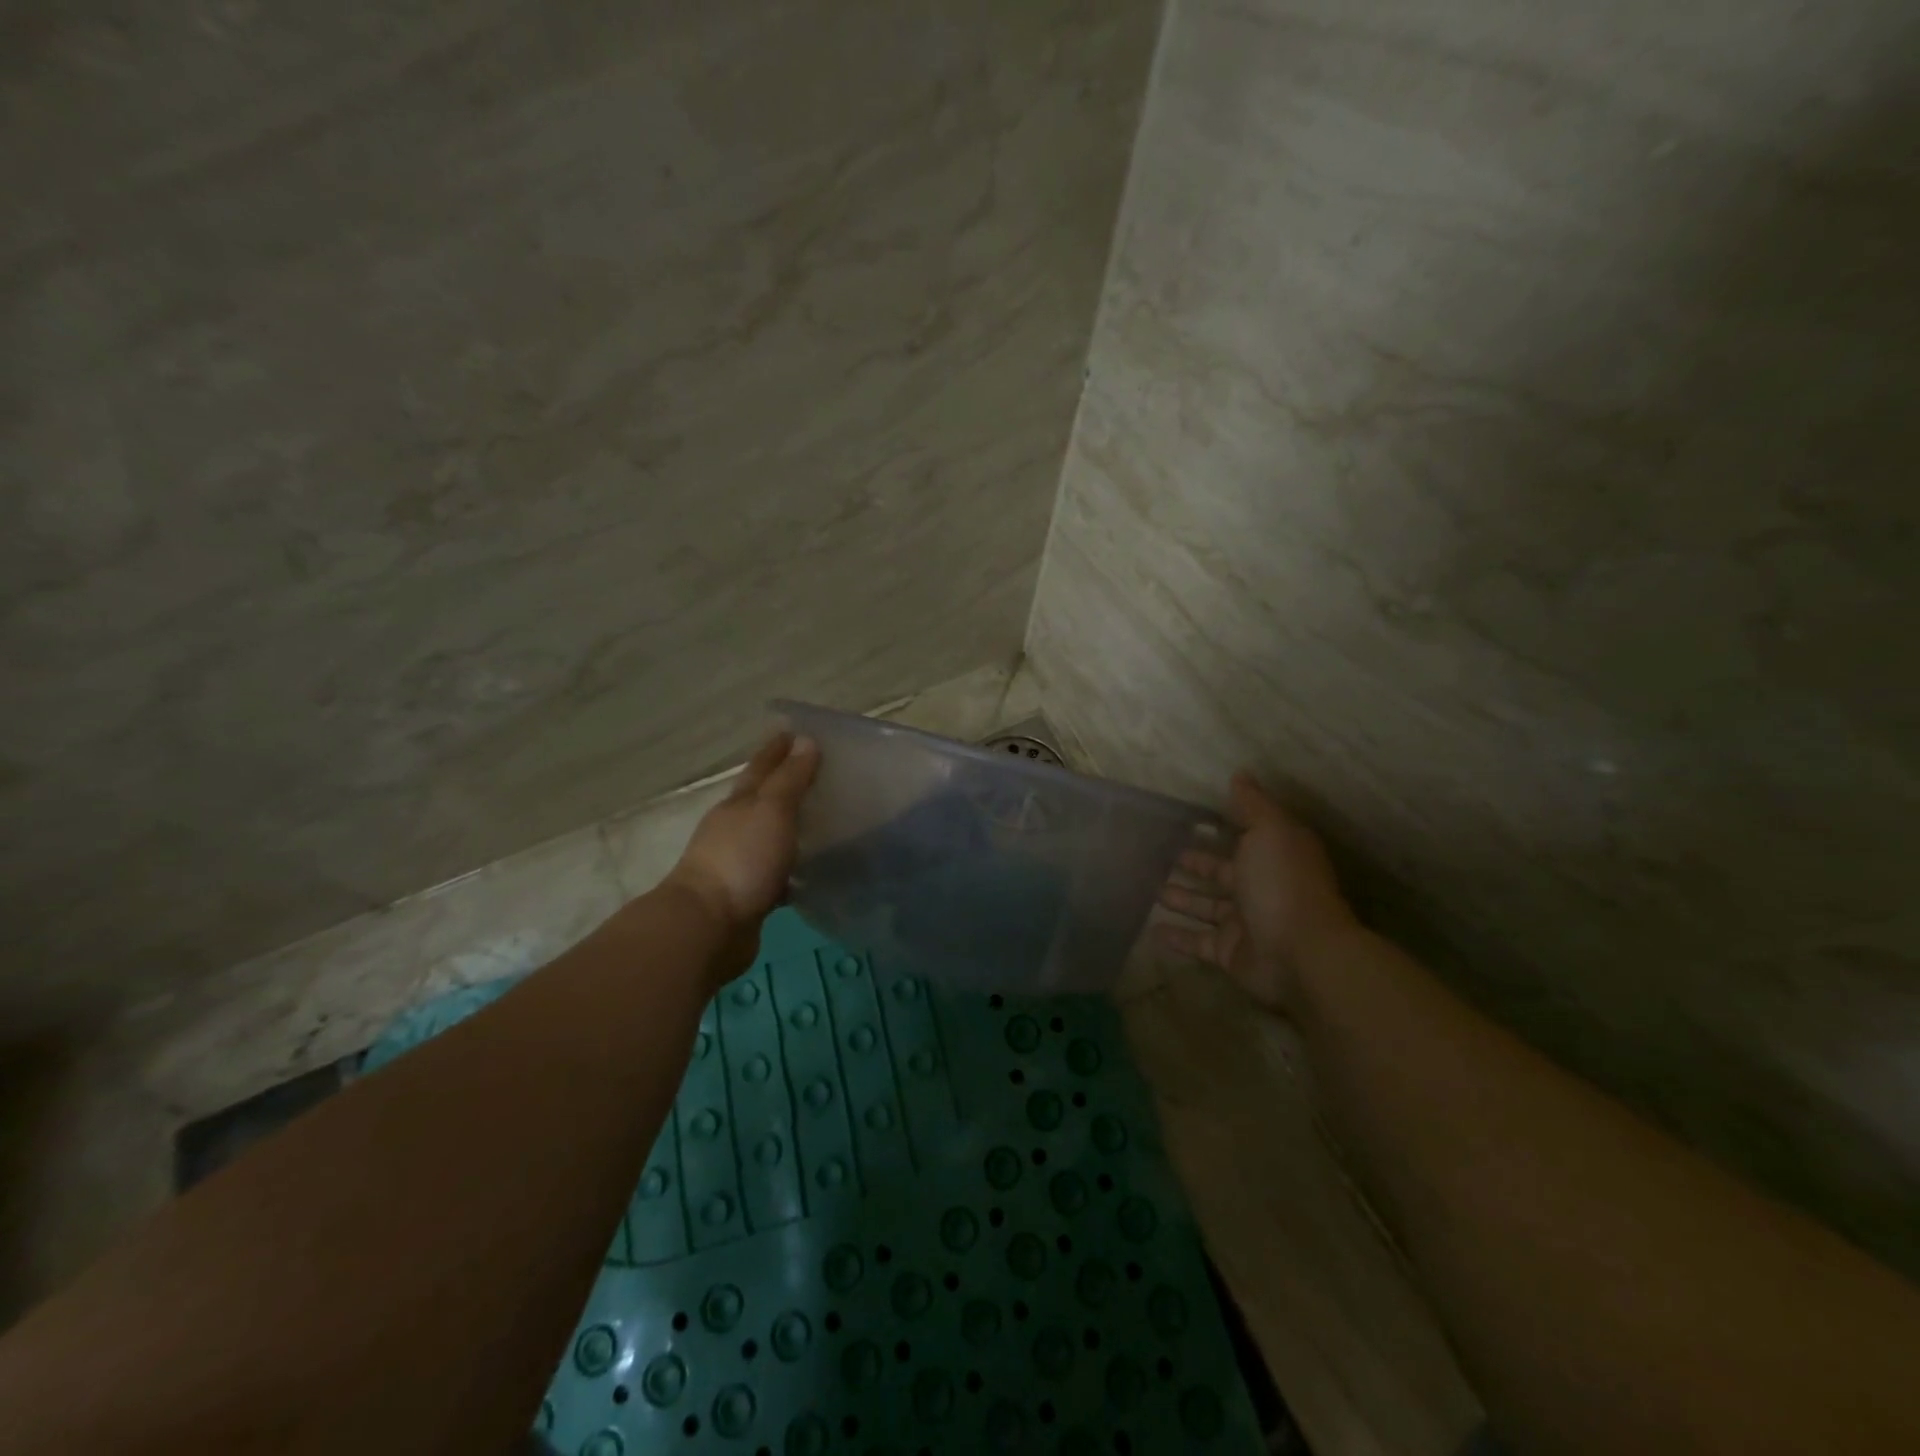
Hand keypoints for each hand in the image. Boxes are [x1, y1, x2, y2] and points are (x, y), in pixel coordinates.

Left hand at [664, 732, 818, 977]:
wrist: (708, 927)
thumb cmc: (741, 859)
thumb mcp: (770, 810)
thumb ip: (790, 779)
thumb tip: (805, 741)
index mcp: (739, 803)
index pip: (762, 766)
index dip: (778, 748)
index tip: (796, 730)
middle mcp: (735, 827)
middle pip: (763, 798)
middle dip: (785, 783)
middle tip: (818, 772)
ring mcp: (739, 861)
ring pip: (770, 835)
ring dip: (790, 825)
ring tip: (822, 819)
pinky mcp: (749, 894)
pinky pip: (777, 871)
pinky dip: (792, 865)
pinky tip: (812, 869)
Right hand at [1154, 772, 1356, 1011]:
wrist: (1301, 953)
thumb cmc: (1283, 884)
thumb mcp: (1270, 831)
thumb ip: (1253, 805)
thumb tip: (1240, 774)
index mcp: (1272, 856)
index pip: (1241, 838)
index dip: (1218, 829)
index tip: (1187, 820)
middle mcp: (1259, 887)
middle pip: (1220, 873)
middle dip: (1194, 863)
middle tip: (1160, 854)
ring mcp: (1244, 922)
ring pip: (1206, 906)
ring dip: (1181, 898)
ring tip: (1150, 888)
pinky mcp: (1229, 952)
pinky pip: (1198, 941)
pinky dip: (1177, 937)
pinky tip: (1152, 930)